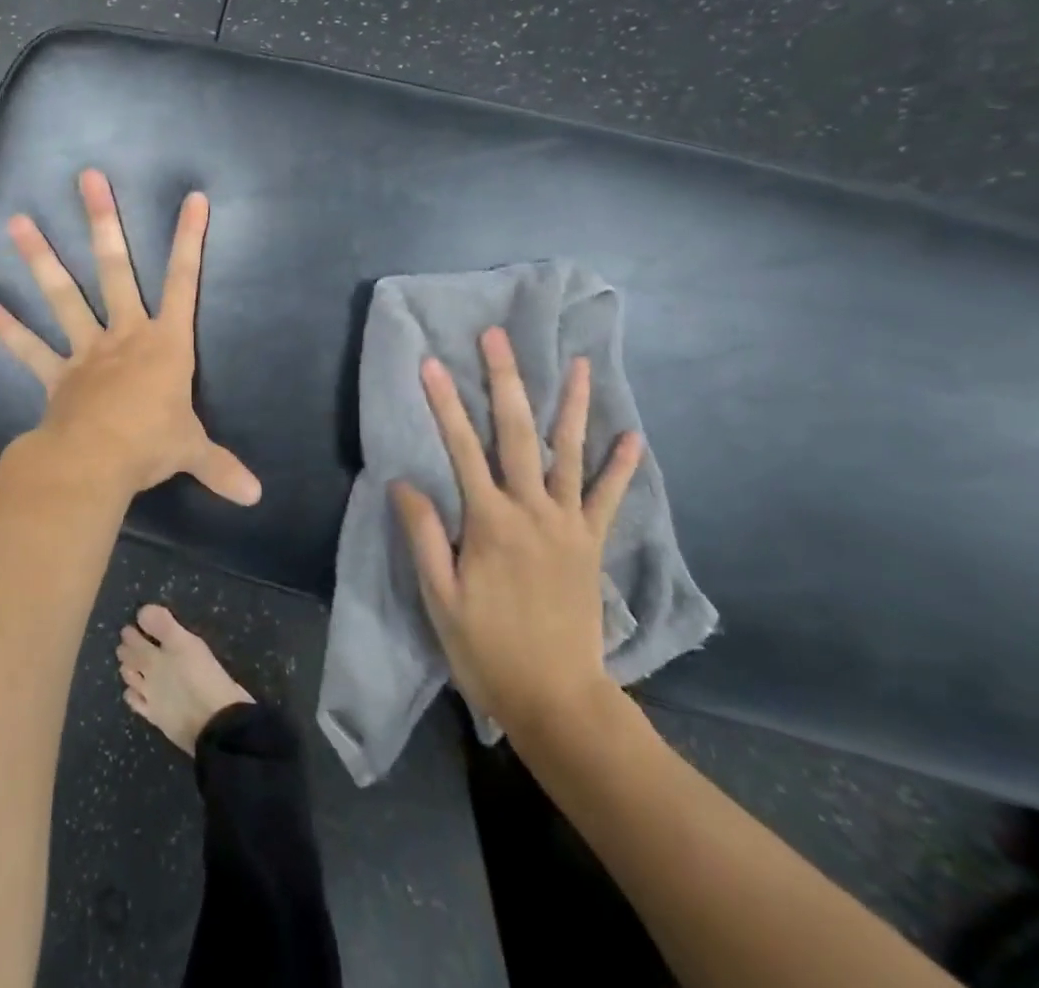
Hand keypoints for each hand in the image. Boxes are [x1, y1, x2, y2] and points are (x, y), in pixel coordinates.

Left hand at [0, 169, 261, 505]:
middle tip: (88, 179)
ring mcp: (85, 350)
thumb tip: (256, 497)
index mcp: (165, 343)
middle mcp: (124, 334)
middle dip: (103, 222)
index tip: (192, 198)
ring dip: (40, 258)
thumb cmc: (151, 444)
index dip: (189, 239)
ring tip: (16, 221)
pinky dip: (4, 328)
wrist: (97, 461)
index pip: (184, 282)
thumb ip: (221, 467)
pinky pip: (27, 347)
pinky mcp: (55, 373)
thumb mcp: (193, 451)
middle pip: (114, 269)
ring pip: (63, 295)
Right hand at [392, 328, 643, 726]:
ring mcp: (568, 525)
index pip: (461, 448)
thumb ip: (424, 536)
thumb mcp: (440, 598)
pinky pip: (608, 499)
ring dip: (573, 406)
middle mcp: (533, 510)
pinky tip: (634, 436)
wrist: (558, 700)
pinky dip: (621, 467)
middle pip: (518, 433)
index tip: (431, 363)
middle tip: (498, 337)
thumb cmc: (487, 649)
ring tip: (580, 364)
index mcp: (490, 521)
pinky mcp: (591, 544)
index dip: (444, 403)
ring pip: (570, 453)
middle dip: (506, 380)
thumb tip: (404, 482)